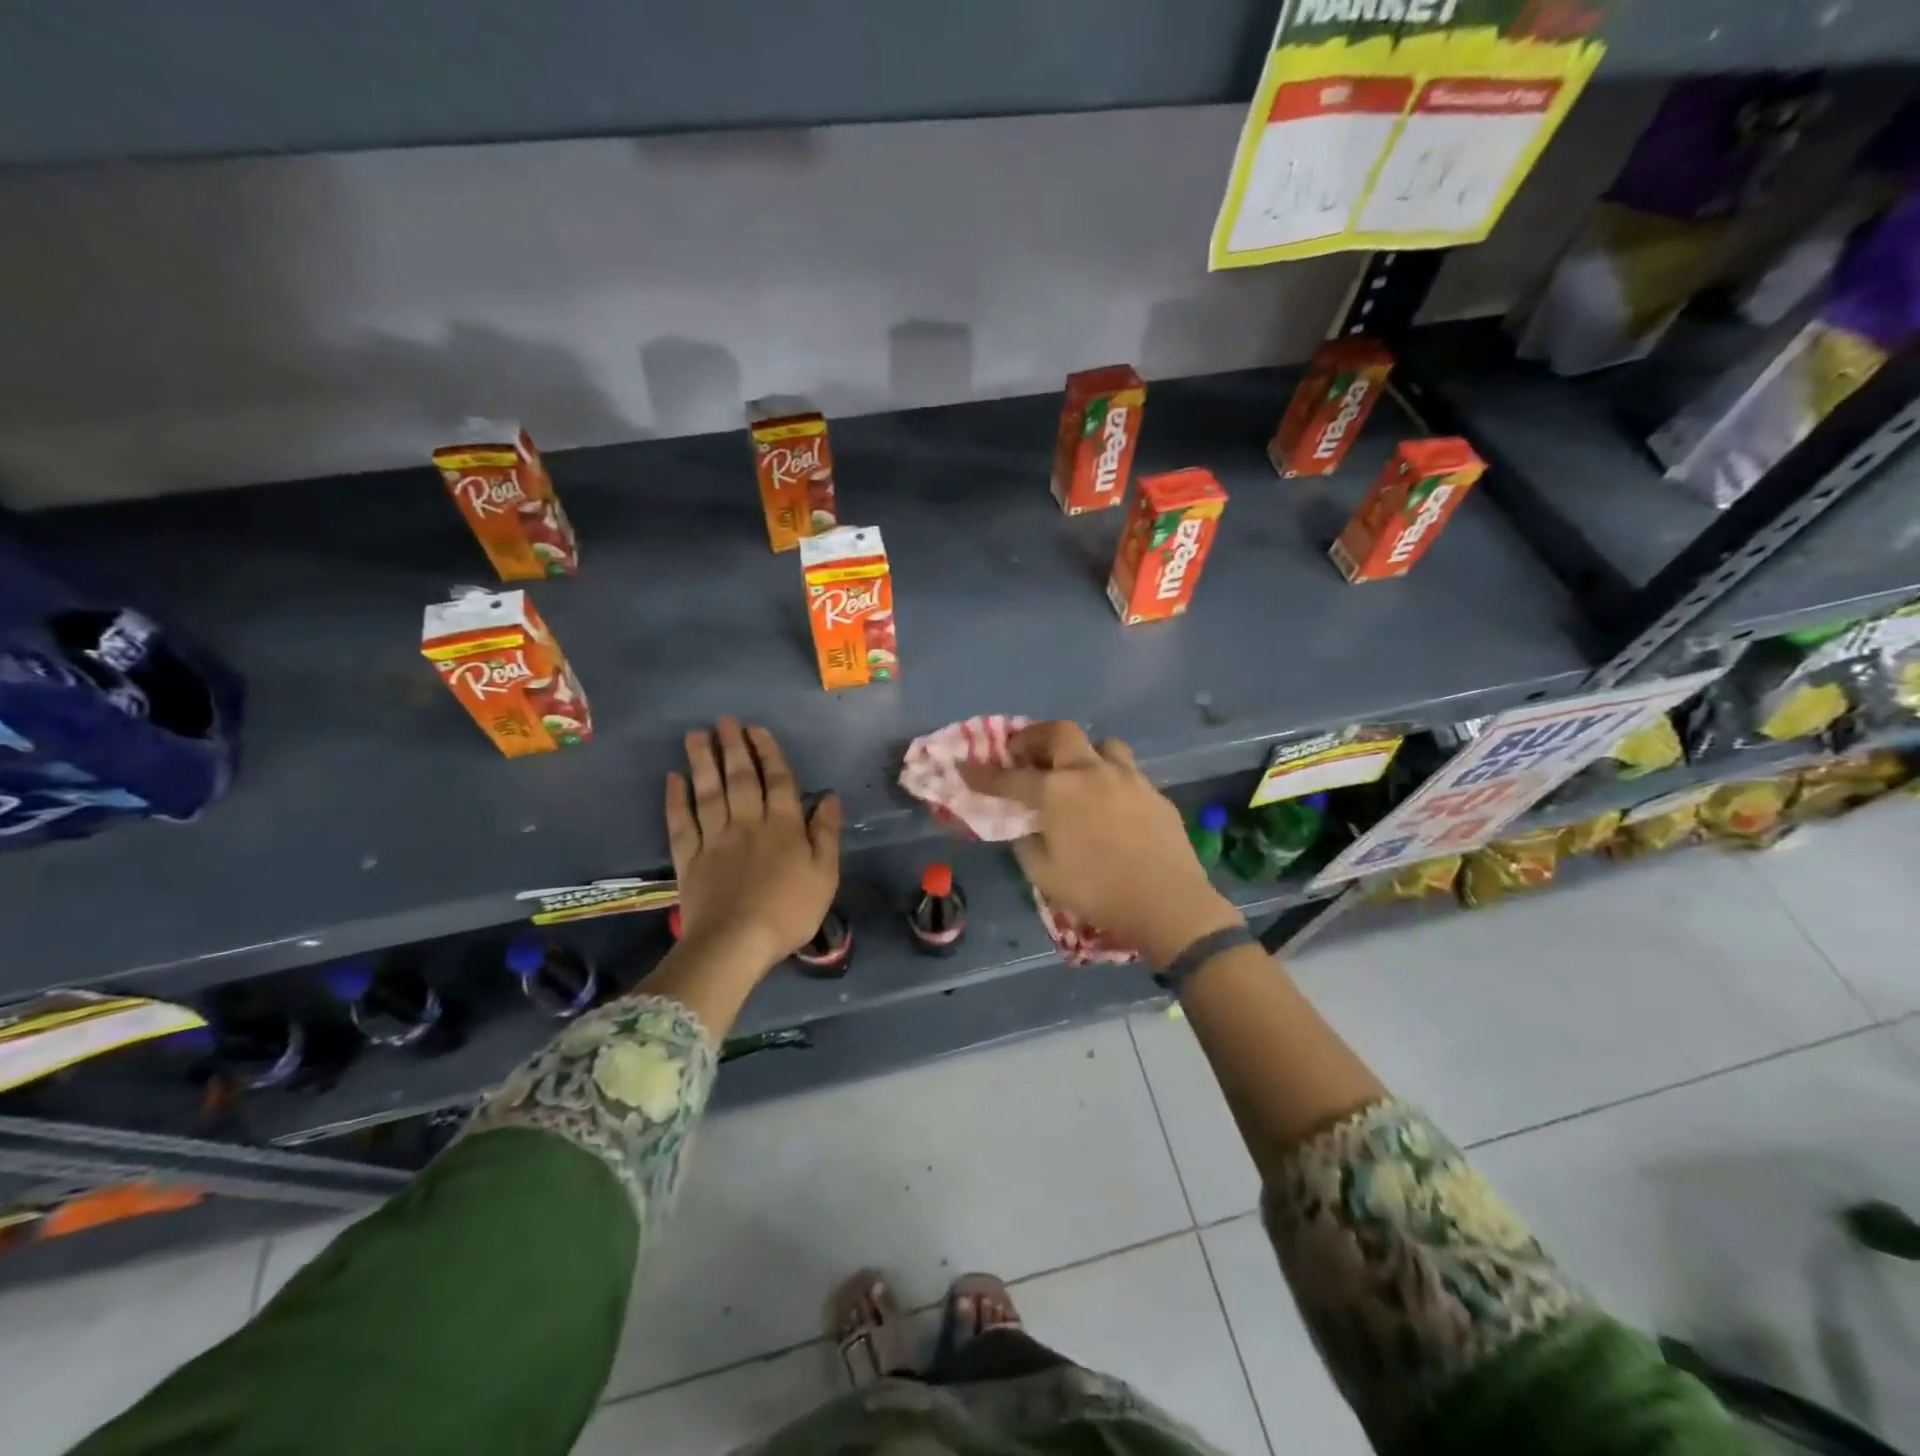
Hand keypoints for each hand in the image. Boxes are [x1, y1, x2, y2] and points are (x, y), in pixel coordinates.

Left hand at [666, 718, 841, 977]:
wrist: (736, 943)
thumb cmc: (789, 911)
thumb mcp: (825, 874)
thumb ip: (826, 834)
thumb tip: (829, 798)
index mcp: (783, 826)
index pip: (778, 781)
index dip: (769, 753)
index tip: (757, 730)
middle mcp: (747, 823)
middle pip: (740, 778)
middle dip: (733, 747)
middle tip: (724, 720)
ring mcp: (715, 839)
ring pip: (708, 792)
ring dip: (702, 762)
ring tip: (696, 735)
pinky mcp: (689, 859)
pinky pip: (681, 823)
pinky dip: (676, 800)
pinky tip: (673, 779)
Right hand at [959, 722, 1241, 967]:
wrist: (1167, 901)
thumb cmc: (1097, 891)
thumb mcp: (1044, 874)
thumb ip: (1027, 843)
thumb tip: (1027, 826)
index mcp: (1056, 793)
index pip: (1009, 777)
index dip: (982, 774)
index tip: (964, 767)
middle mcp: (1090, 772)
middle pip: (1059, 733)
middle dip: (1035, 737)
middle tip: (1025, 753)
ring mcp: (1127, 778)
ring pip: (1102, 745)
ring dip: (1082, 752)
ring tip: (1076, 773)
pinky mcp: (1154, 792)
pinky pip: (1127, 773)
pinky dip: (1110, 779)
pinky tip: (1111, 804)